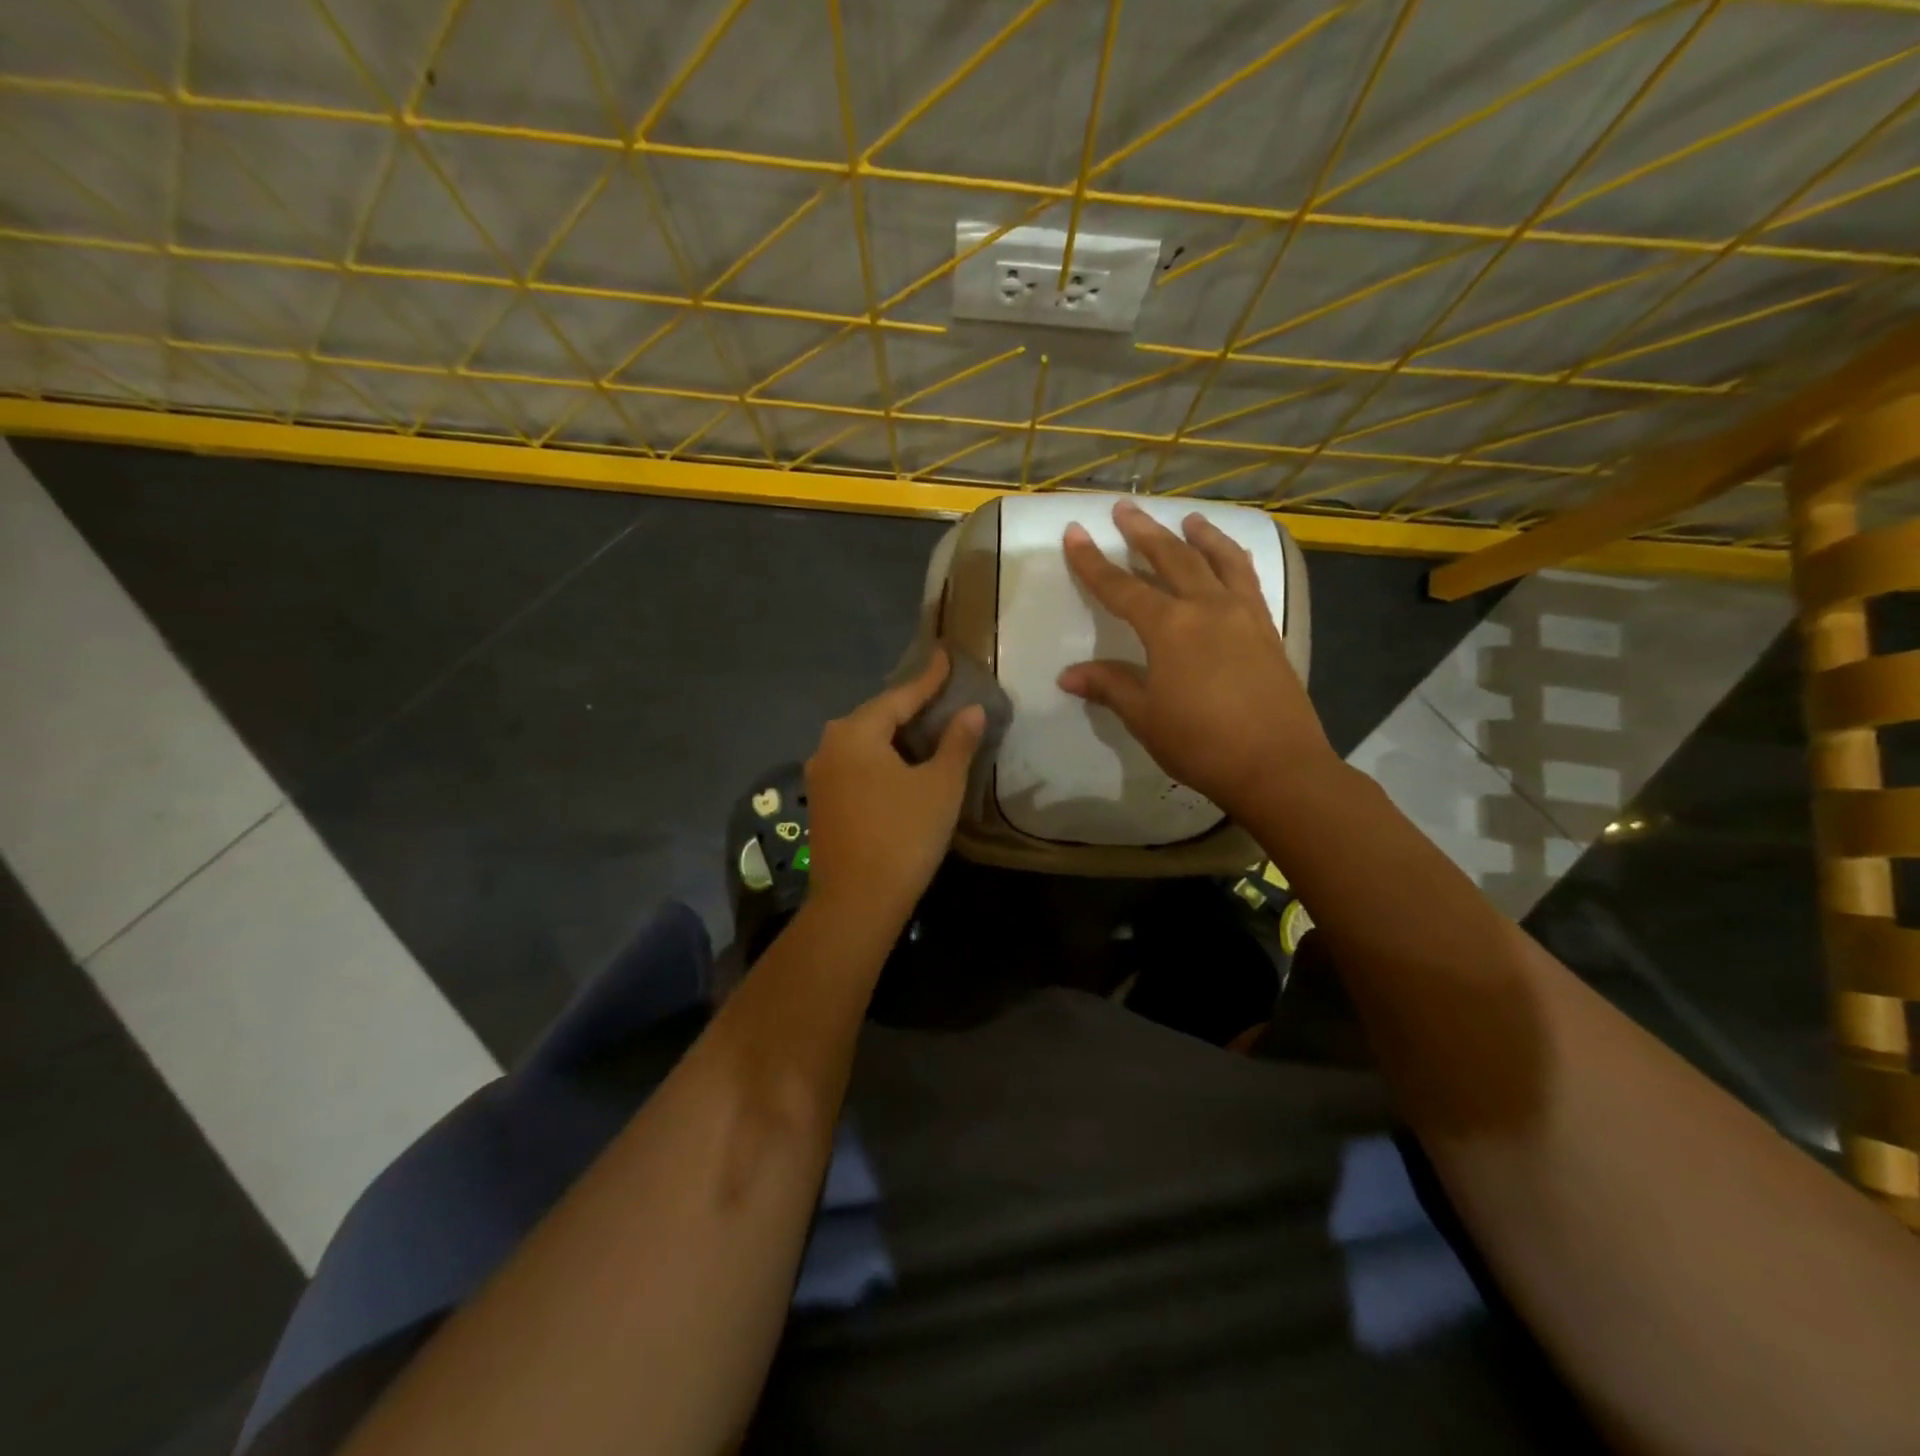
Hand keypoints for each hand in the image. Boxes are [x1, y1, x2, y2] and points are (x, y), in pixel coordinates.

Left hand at [804, 649, 984, 925]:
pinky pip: (856, 764)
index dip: (928, 677)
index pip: (901, 695)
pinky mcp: (821, 801)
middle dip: (910, 704)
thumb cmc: (903, 835)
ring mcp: (821, 775)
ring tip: (926, 725)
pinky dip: (881, 757)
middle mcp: (830, 745)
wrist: (856, 902)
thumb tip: (972, 711)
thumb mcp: (940, 786)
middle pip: (877, 715)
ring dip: (895, 733)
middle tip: (940, 692)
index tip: (945, 654)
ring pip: (865, 741)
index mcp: (856, 732)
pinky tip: (900, 763)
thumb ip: (957, 743)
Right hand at [1058, 499, 1334, 817]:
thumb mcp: (1145, 718)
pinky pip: (1249, 580)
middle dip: (1143, 532)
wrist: (1277, 765)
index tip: (1074, 532)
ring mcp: (1244, 614)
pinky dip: (1235, 560)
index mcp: (1170, 627)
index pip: (1120, 587)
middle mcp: (1207, 607)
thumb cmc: (1201, 744)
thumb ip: (1110, 687)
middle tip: (1124, 508)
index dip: (1092, 561)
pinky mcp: (1268, 628)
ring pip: (1218, 559)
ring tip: (1188, 518)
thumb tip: (1067, 675)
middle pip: (1171, 558)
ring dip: (1199, 536)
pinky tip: (1233, 557)